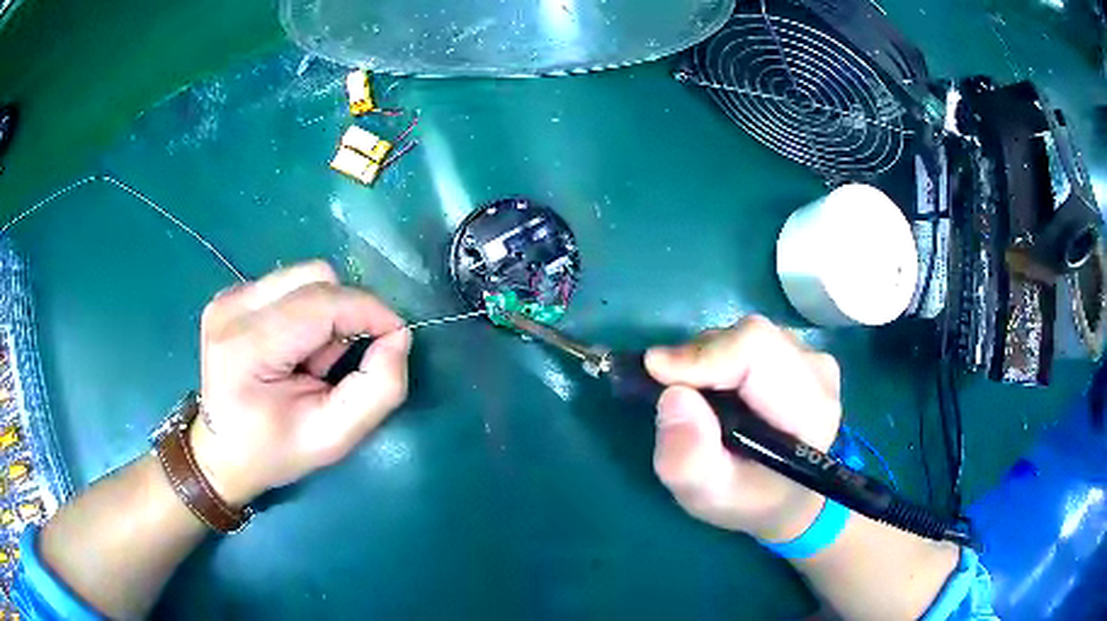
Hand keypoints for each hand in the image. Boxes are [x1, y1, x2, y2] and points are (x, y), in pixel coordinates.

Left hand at [189, 261, 411, 506]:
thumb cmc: (274, 451)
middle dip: (344, 314)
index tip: (396, 337)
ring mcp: (227, 297)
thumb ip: (378, 389)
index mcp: (248, 347)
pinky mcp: (229, 295)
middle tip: (335, 364)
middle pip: (315, 277)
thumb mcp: (334, 438)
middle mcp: (232, 308)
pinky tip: (292, 347)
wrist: (221, 452)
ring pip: (304, 275)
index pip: (323, 303)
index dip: (370, 311)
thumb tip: (397, 336)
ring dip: (325, 312)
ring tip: (311, 359)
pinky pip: (288, 284)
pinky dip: (306, 311)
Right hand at [645, 316, 841, 541]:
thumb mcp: (709, 496)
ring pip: (744, 335)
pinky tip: (718, 393)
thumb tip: (672, 397)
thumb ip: (688, 459)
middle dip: (700, 360)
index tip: (657, 373)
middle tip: (672, 396)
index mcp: (811, 409)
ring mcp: (811, 356)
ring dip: (708, 361)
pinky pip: (747, 340)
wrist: (785, 495)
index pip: (757, 350)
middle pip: (749, 337)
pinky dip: (719, 360)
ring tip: (700, 404)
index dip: (704, 355)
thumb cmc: (750, 500)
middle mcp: (818, 372)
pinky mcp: (797, 351)